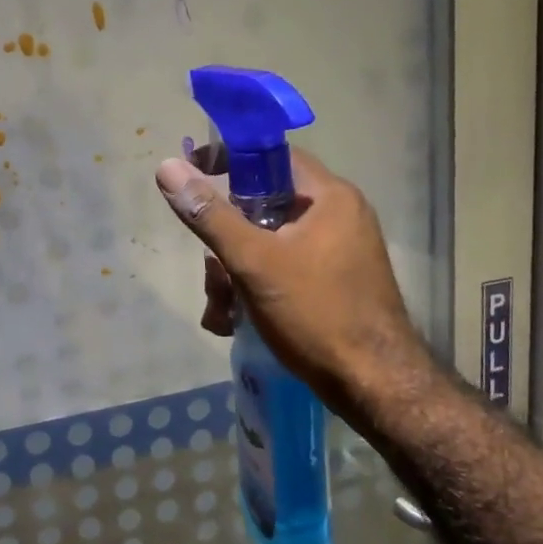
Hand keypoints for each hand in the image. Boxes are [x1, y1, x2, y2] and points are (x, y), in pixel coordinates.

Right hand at [154, 148, 440, 418]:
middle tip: (213, 276)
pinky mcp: (332, 284)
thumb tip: (167, 168)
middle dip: (226, 242)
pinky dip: (255, 288)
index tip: (193, 176)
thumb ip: (210, 214)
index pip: (272, 157)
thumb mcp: (254, 262)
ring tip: (222, 313)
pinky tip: (235, 322)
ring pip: (267, 244)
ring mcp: (337, 253)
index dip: (229, 160)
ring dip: (234, 274)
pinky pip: (283, 269)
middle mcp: (338, 217)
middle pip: (263, 207)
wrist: (374, 386)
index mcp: (330, 198)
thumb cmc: (316, 313)